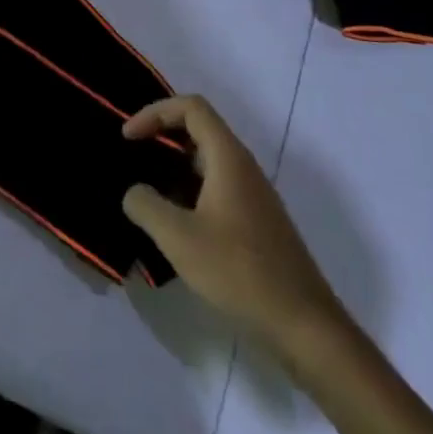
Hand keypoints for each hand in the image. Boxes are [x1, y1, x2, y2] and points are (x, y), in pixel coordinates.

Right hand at [123, 95, 348, 366]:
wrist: (303, 326)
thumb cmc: (239, 272)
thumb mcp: (179, 238)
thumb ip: (146, 206)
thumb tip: (134, 192)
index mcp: (228, 158)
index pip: (191, 107)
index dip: (154, 112)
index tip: (128, 138)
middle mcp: (243, 167)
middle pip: (199, 129)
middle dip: (161, 136)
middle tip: (132, 157)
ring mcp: (252, 195)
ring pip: (206, 161)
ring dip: (172, 167)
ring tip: (144, 191)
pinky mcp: (255, 222)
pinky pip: (214, 188)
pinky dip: (187, 191)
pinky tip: (172, 224)